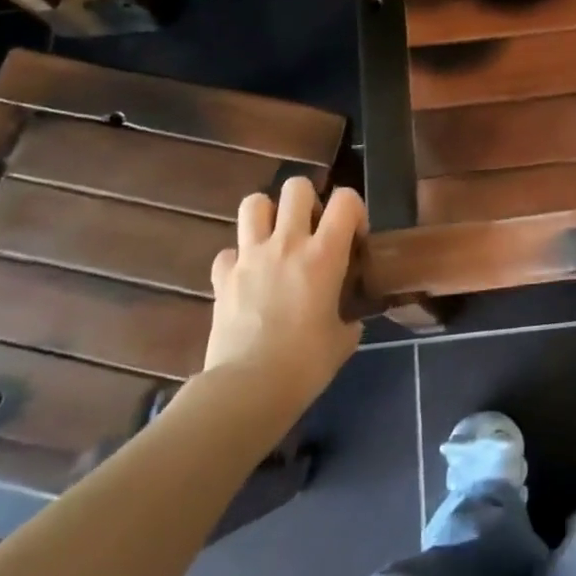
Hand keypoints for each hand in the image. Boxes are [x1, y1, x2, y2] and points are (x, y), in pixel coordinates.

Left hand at [204, 176, 363, 411]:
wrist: (248, 388)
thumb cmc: (305, 364)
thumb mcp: (343, 340)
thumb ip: (347, 318)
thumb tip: (347, 320)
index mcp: (324, 254)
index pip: (346, 200)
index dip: (354, 210)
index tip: (353, 238)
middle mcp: (287, 243)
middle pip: (296, 187)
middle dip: (307, 200)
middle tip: (311, 230)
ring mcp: (250, 257)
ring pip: (254, 203)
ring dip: (267, 215)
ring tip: (276, 239)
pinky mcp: (222, 277)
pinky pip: (228, 252)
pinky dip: (237, 260)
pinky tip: (246, 279)